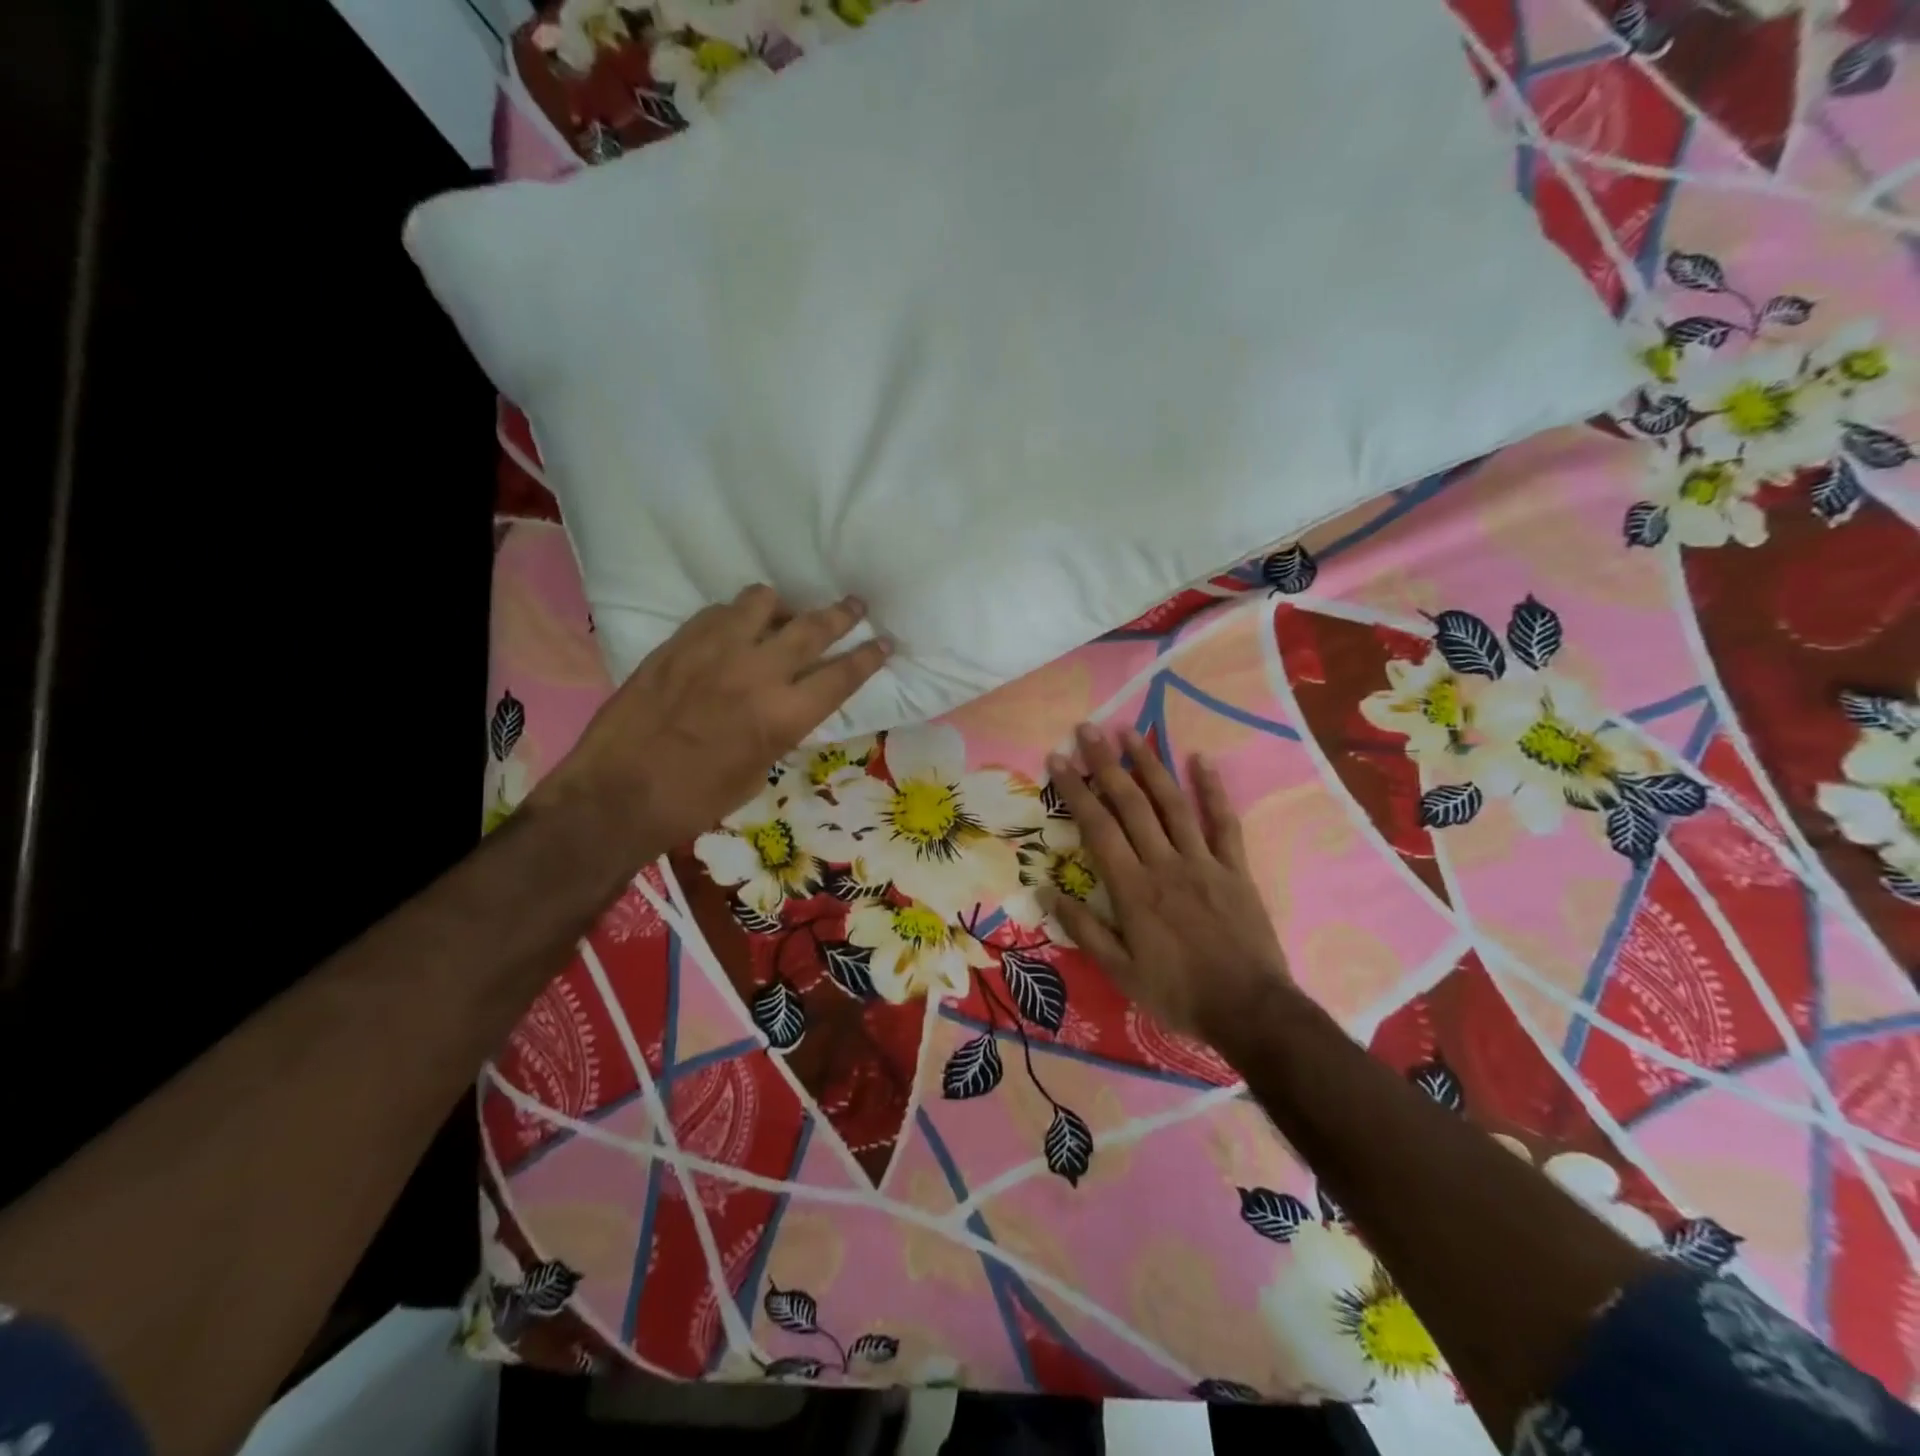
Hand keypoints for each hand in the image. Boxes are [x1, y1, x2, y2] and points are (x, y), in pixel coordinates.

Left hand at [531, 585, 889, 865]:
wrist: (617, 795)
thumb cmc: (694, 800)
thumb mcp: (756, 772)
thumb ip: (779, 730)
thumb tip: (787, 705)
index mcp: (783, 716)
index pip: (842, 675)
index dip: (869, 656)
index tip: (884, 641)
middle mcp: (757, 673)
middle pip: (812, 628)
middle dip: (842, 615)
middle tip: (856, 604)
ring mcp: (715, 650)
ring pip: (763, 602)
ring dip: (782, 607)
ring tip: (783, 615)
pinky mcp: (679, 642)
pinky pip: (719, 611)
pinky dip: (735, 616)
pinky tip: (732, 630)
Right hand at [1048, 723, 1291, 1046]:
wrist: (1250, 1010)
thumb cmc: (1179, 993)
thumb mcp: (1120, 972)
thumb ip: (1084, 928)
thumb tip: (1045, 890)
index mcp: (1133, 888)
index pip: (1098, 827)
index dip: (1076, 790)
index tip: (1058, 759)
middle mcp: (1165, 863)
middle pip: (1131, 803)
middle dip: (1106, 763)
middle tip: (1088, 729)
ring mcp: (1203, 862)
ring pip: (1173, 803)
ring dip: (1151, 764)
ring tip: (1131, 732)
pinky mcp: (1234, 868)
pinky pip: (1224, 823)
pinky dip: (1213, 790)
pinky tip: (1201, 760)